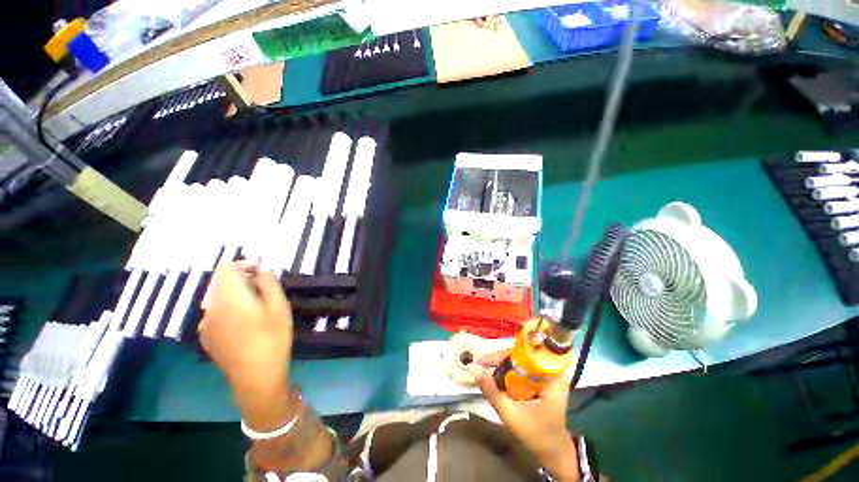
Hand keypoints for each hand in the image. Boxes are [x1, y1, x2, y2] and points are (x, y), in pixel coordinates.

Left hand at [199, 262, 294, 429]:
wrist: (256, 376)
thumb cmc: (273, 338)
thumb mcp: (279, 307)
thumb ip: (268, 283)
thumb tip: (261, 268)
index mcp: (230, 298)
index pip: (227, 269)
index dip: (244, 264)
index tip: (261, 271)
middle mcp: (211, 308)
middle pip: (221, 282)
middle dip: (241, 279)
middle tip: (264, 289)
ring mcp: (206, 323)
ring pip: (218, 298)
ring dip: (235, 294)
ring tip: (256, 307)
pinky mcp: (206, 336)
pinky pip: (215, 312)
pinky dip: (229, 308)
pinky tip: (245, 323)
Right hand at [469, 352, 579, 481]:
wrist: (553, 452)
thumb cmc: (536, 435)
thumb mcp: (511, 415)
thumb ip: (491, 391)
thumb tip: (472, 367)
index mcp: (552, 377)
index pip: (524, 354)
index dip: (503, 355)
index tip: (483, 362)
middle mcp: (551, 370)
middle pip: (520, 355)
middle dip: (499, 360)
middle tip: (481, 366)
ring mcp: (547, 374)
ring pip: (519, 360)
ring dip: (501, 365)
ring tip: (485, 370)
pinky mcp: (541, 379)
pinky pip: (521, 368)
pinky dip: (508, 372)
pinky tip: (496, 377)